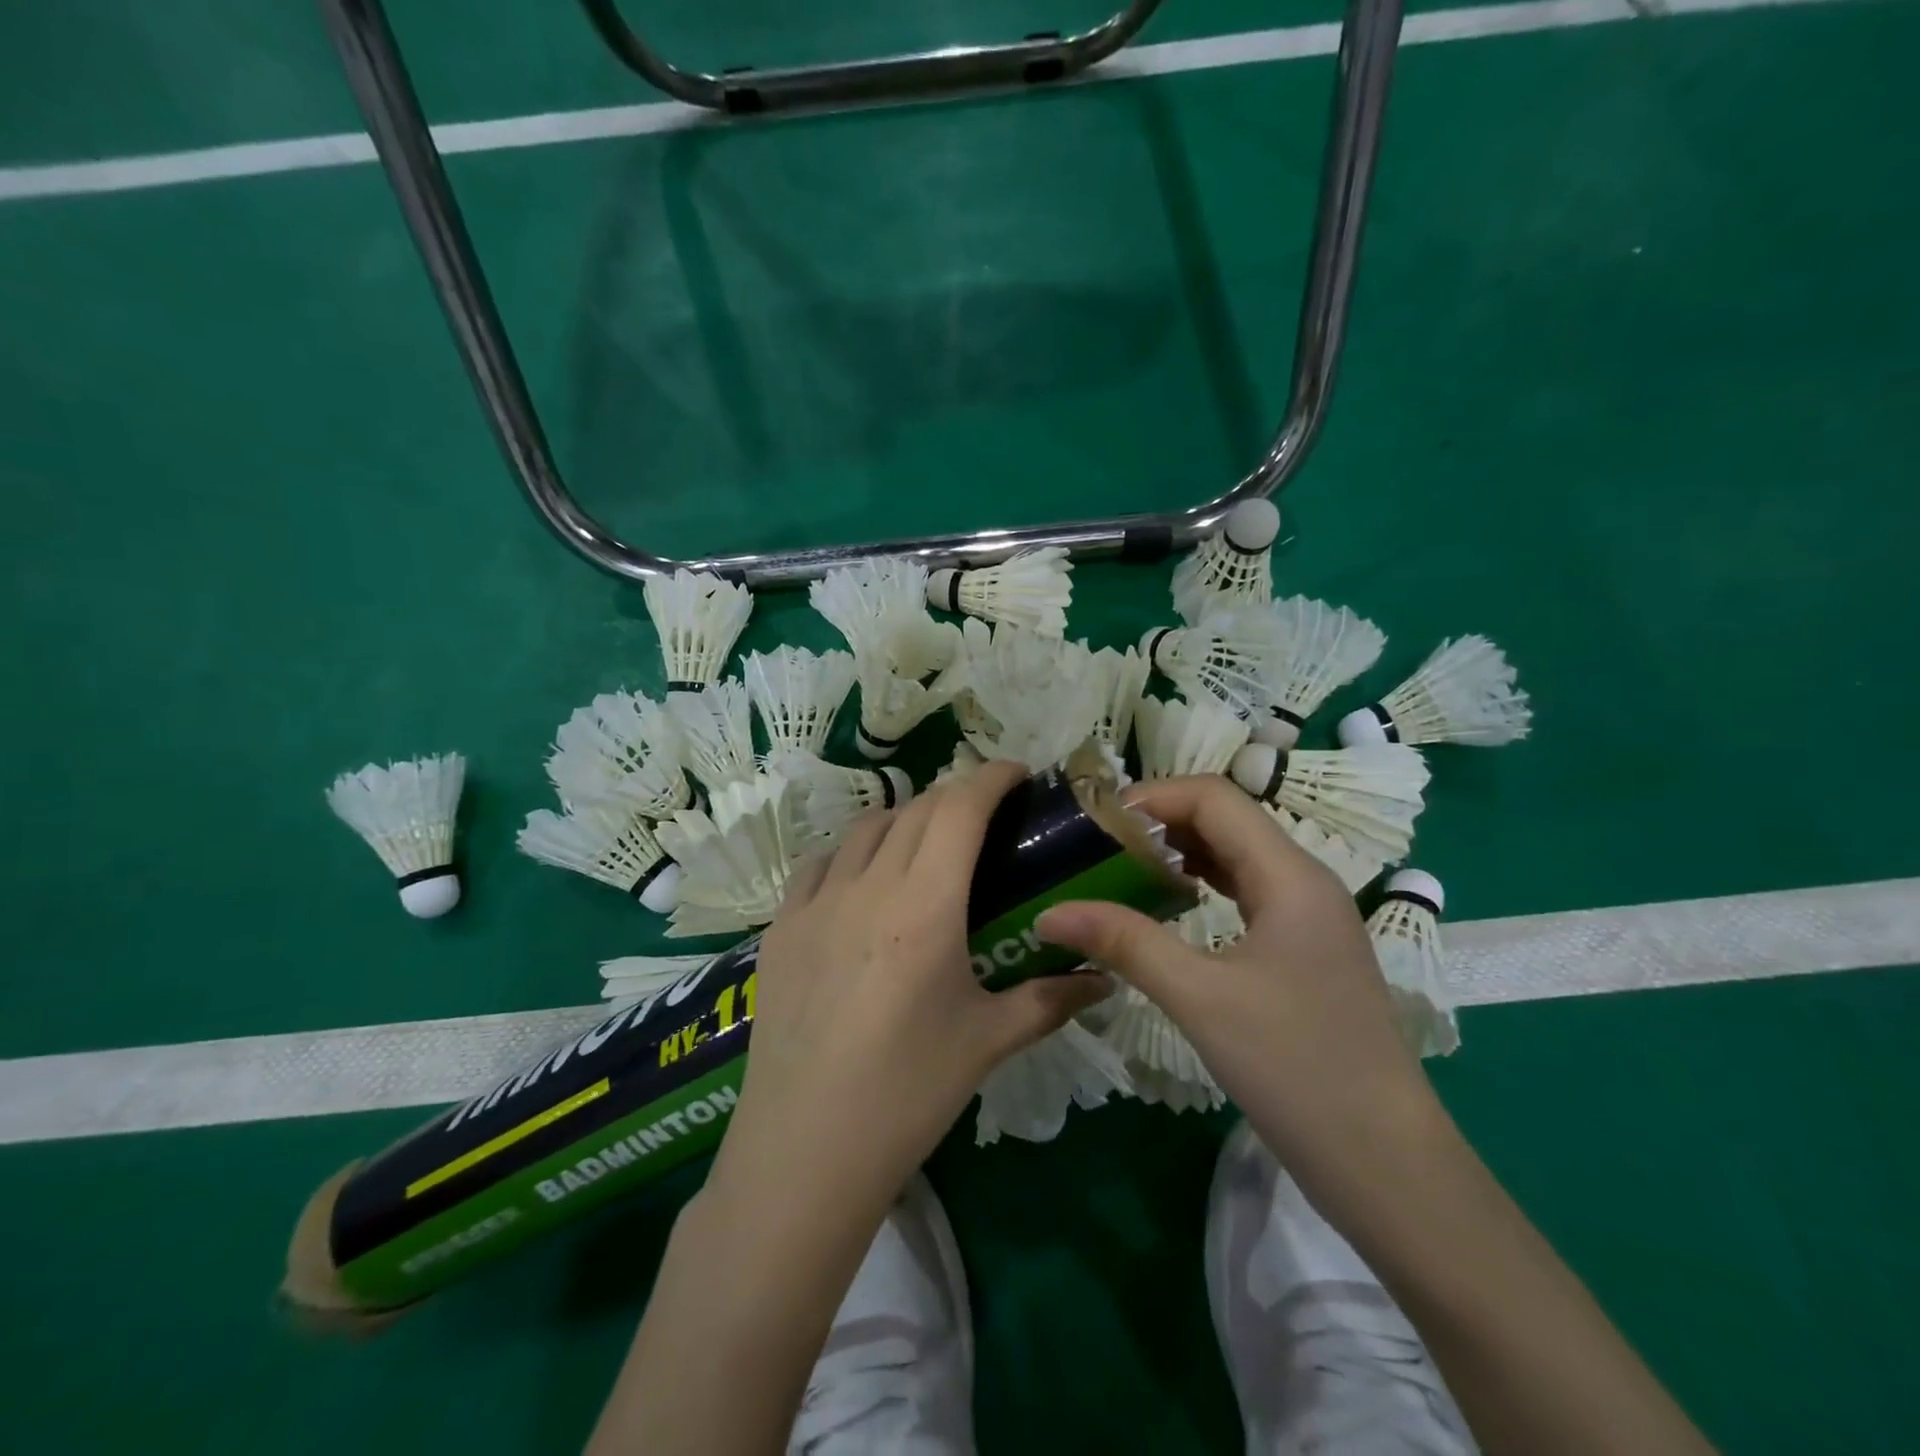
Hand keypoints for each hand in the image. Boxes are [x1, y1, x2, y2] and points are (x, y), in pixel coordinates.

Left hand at [710, 760, 1106, 1214]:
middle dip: (957, 797)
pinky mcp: (780, 927)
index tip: (1019, 775)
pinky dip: (852, 854)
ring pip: (865, 828)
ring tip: (927, 847)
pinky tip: (863, 883)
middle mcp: (868, 885)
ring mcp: (815, 902)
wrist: (805, 1148)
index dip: (992, 777)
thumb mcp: (988, 1041)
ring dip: (905, 820)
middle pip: (917, 808)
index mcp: (924, 904)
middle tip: (986, 818)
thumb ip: (1051, 999)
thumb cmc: (908, 1092)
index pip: (960, 807)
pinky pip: (819, 864)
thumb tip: (1105, 980)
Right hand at [1035, 774, 1441, 1198]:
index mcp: (1290, 875)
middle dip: (1159, 822)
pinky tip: (1166, 908)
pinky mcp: (1303, 951)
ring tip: (1119, 871)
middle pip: (1224, 820)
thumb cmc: (1296, 1068)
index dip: (1151, 797)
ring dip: (1178, 854)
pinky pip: (1244, 893)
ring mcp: (1307, 918)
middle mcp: (1303, 881)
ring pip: (1234, 856)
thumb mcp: (1200, 998)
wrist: (1387, 1166)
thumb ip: (1125, 942)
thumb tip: (1049, 913)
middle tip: (1097, 847)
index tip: (1095, 823)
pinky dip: (1199, 886)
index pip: (1214, 797)